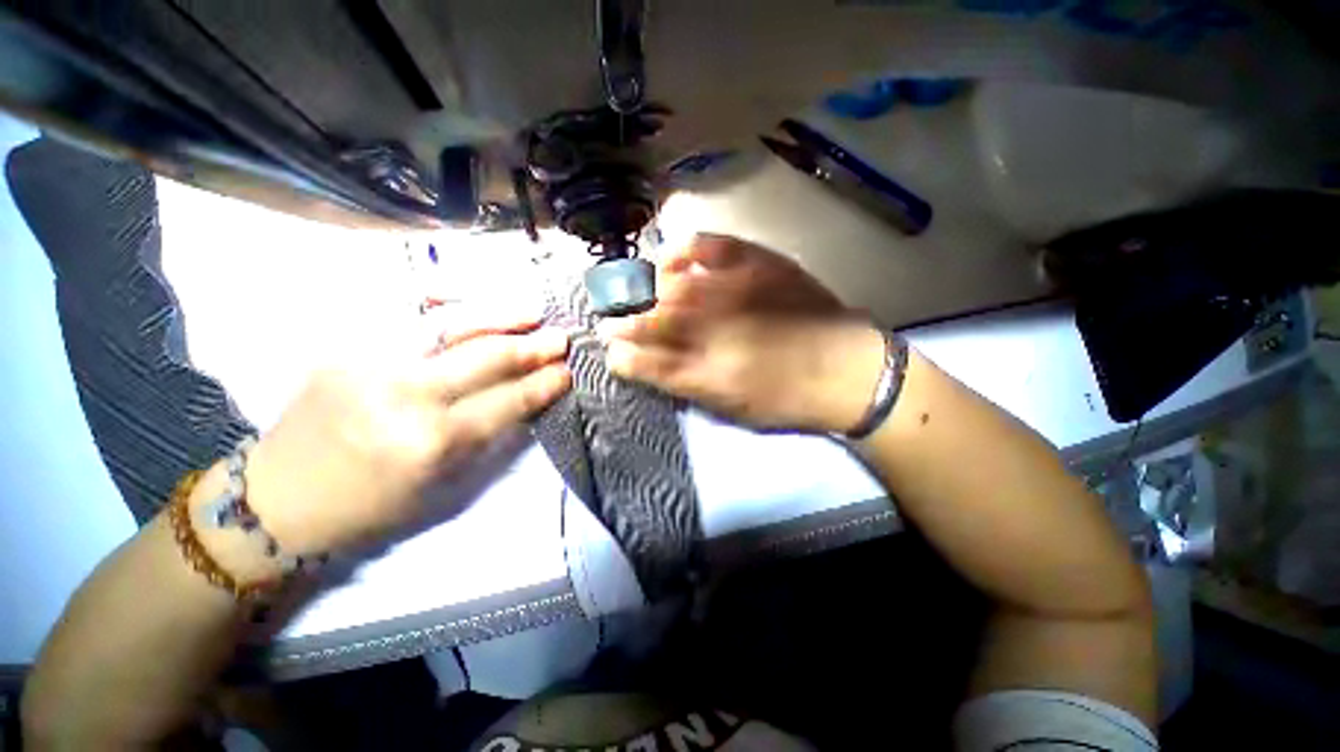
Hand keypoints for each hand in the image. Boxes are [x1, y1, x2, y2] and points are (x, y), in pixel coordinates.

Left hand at [243, 317, 571, 555]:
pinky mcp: (348, 347)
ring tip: (532, 311)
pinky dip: (452, 306)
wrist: (278, 499)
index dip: (543, 384)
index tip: (567, 372)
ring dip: (500, 315)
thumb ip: (489, 441)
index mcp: (433, 442)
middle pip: (486, 357)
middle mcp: (407, 395)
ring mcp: (373, 363)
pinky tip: (476, 302)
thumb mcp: (442, 490)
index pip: (508, 401)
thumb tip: (528, 402)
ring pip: (452, 325)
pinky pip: (412, 317)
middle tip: (561, 338)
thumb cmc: (370, 507)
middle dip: (532, 347)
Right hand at [601, 234, 885, 433]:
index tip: (608, 344)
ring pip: (669, 285)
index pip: (642, 356)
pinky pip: (708, 246)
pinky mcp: (757, 262)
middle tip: (611, 316)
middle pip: (650, 317)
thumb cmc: (784, 396)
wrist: (845, 368)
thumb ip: (677, 381)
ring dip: (641, 287)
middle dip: (622, 317)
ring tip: (635, 289)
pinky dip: (681, 249)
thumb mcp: (726, 404)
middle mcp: (712, 327)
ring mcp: (733, 290)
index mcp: (704, 370)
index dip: (618, 348)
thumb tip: (632, 362)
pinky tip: (670, 258)